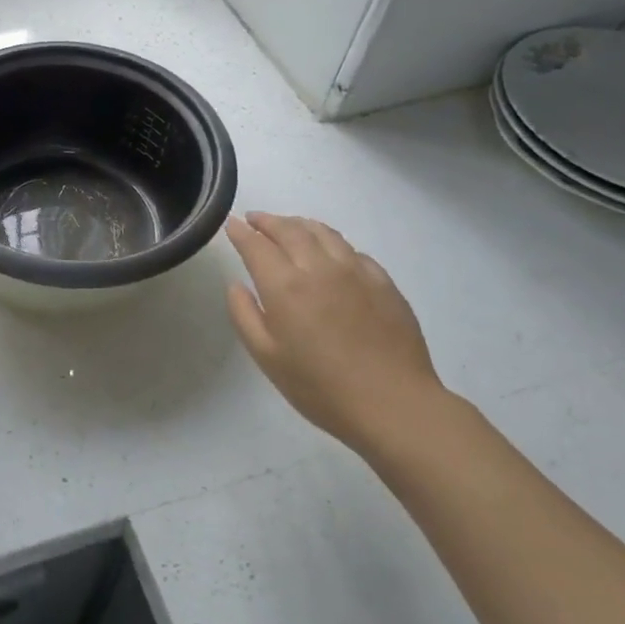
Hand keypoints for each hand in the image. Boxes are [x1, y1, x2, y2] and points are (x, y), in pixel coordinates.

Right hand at [225, 213, 450, 457]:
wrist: (393, 404)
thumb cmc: (320, 387)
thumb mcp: (267, 357)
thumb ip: (244, 314)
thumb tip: (236, 284)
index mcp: (285, 285)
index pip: (256, 245)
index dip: (240, 231)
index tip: (231, 223)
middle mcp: (319, 267)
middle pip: (290, 229)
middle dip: (268, 221)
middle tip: (255, 219)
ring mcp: (356, 271)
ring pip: (323, 232)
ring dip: (299, 224)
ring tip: (289, 227)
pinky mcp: (383, 282)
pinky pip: (351, 250)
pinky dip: (331, 243)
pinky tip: (330, 253)